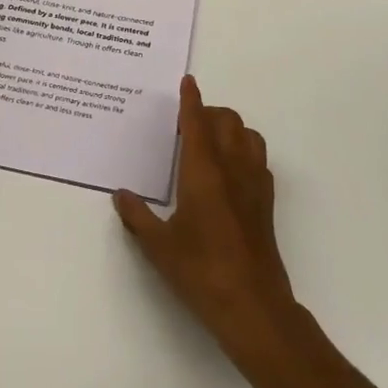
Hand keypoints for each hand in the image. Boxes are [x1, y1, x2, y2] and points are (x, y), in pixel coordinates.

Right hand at [114, 76, 298, 365]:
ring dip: (230, 128)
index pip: (197, 122)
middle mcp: (232, 168)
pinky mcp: (267, 201)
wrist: (253, 306)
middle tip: (188, 124)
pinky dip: (244, 150)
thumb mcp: (159, 246)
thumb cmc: (201, 272)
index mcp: (203, 171)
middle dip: (209, 112)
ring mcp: (254, 183)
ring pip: (248, 135)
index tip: (187, 81)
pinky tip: (231, 171)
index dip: (191, 99)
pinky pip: (258, 158)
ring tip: (211, 142)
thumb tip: (120, 195)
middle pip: (227, 120)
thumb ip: (137, 216)